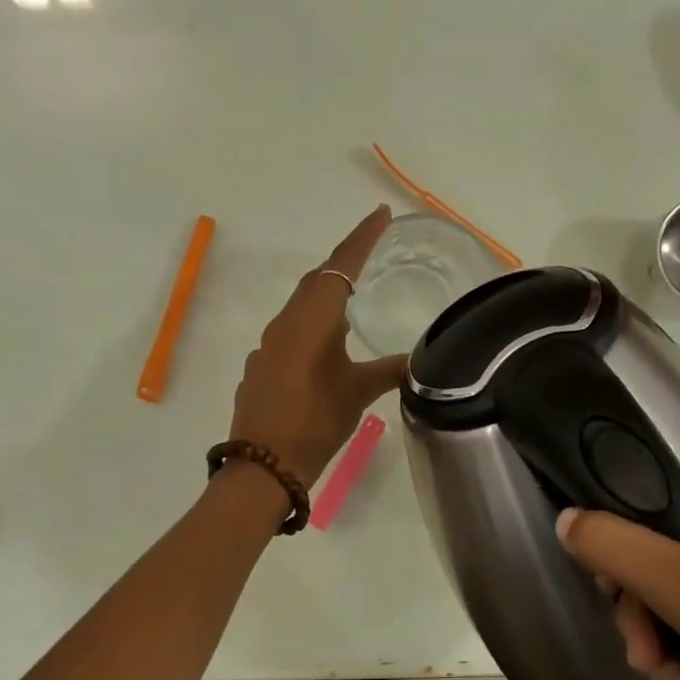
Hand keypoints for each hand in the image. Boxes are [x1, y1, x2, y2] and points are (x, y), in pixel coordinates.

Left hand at [228, 207, 405, 487]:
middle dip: (344, 263)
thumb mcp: (358, 393)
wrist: (263, 464)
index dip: (362, 238)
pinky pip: (289, 334)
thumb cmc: (315, 421)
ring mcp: (268, 345)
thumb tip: (419, 360)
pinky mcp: (261, 367)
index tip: (381, 214)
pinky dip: (310, 328)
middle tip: (371, 253)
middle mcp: (285, 323)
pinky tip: (323, 349)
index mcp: (311, 319)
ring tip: (353, 302)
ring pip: (301, 308)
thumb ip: (389, 370)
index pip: (340, 266)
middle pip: (317, 281)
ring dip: (325, 298)